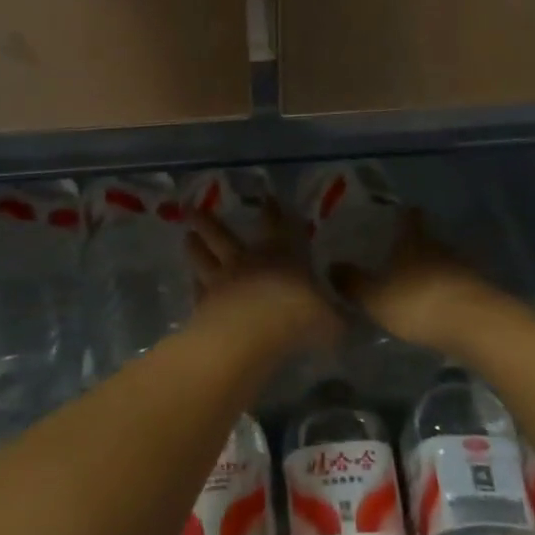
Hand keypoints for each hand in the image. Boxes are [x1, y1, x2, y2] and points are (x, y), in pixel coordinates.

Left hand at [186, 202, 340, 352]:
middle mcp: (248, 260)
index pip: (277, 225)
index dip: (273, 211)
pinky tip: (190, 282)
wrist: (248, 336)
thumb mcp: (330, 320)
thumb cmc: (296, 317)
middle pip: (224, 235)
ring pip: (204, 257)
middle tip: (194, 209)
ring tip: (186, 235)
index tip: (266, 198)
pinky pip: (197, 289)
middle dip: (212, 222)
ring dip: (195, 246)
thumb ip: (337, 319)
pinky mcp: (203, 303)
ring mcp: (221, 280)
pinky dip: (193, 285)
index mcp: (281, 254)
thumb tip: (349, 320)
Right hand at [330, 211, 508, 356]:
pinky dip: (447, 291)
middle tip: (399, 255)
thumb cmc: (417, 303)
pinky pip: (458, 285)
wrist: (474, 326)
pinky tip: (438, 305)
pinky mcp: (480, 291)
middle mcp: (441, 246)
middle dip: (416, 246)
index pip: (409, 217)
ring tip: (416, 284)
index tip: (397, 215)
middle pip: (428, 239)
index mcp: (414, 240)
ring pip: (444, 262)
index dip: (403, 215)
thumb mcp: (375, 297)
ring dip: (433, 270)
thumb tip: (331, 265)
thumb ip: (353, 282)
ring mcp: (464, 268)